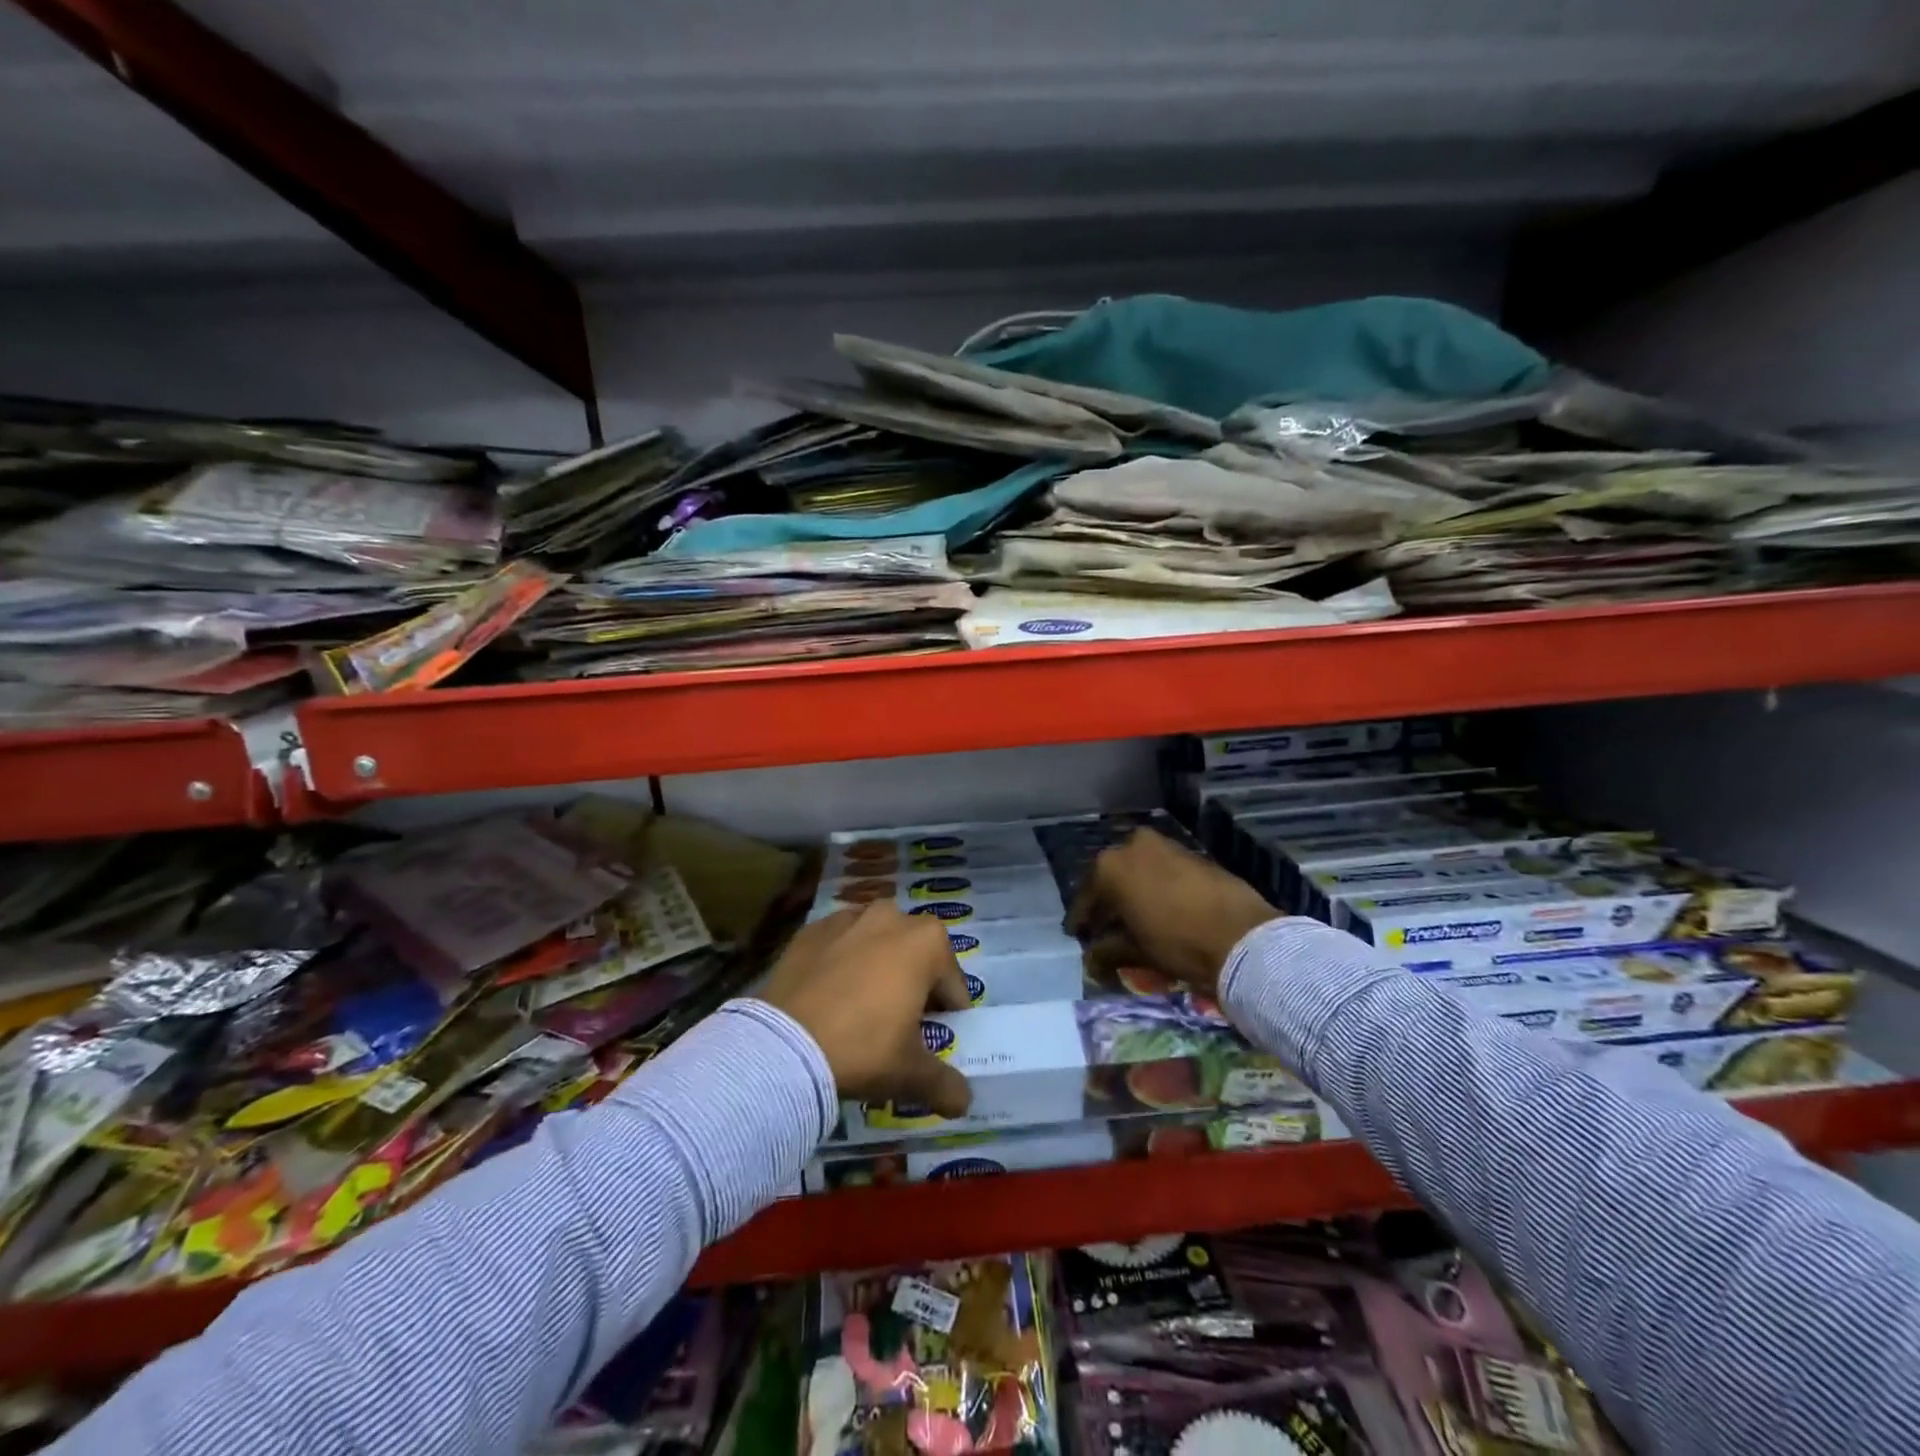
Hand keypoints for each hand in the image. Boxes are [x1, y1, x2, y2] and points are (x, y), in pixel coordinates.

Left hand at [759, 903, 973, 1117]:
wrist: (783, 1044)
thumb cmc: (863, 1048)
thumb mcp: (911, 1075)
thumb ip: (946, 1085)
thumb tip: (963, 1101)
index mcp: (927, 942)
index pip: (953, 984)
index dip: (947, 1015)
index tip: (931, 1040)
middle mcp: (892, 917)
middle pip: (916, 955)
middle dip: (914, 983)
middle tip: (899, 1024)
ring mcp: (848, 918)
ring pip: (876, 943)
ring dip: (878, 966)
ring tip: (862, 1007)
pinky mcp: (811, 930)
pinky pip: (839, 945)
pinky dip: (841, 963)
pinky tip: (829, 996)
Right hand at [1067, 828, 1277, 995]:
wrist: (1241, 936)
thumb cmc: (1177, 942)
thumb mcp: (1134, 951)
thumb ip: (1106, 951)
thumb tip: (1091, 959)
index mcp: (1110, 866)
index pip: (1086, 898)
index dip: (1081, 921)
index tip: (1077, 935)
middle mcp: (1132, 845)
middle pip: (1111, 877)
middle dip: (1107, 902)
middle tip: (1105, 926)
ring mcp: (1165, 845)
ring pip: (1138, 870)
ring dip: (1133, 891)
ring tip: (1135, 918)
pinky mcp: (1193, 853)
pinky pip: (1163, 869)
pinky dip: (1156, 886)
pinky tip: (1161, 908)